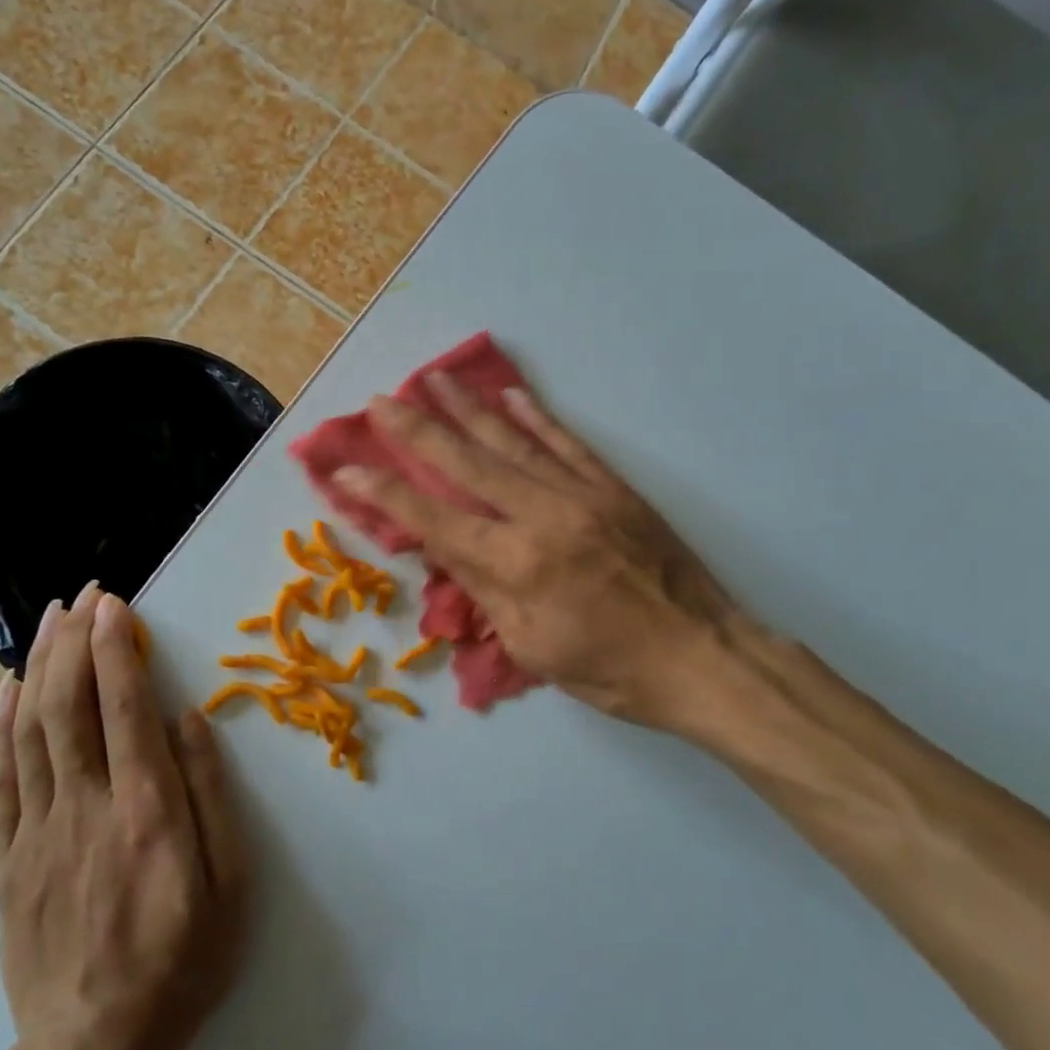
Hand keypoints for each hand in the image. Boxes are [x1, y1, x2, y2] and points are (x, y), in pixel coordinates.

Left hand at [0, 587, 247, 1049]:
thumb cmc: (183, 959)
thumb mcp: (232, 882)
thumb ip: (211, 794)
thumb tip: (189, 719)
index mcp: (146, 809)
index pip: (125, 706)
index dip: (117, 647)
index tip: (116, 603)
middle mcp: (87, 805)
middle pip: (70, 705)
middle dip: (75, 640)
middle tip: (84, 595)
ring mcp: (38, 831)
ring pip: (31, 731)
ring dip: (39, 665)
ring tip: (49, 620)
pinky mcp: (7, 860)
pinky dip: (0, 726)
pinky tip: (5, 689)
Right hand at [335, 376, 764, 732]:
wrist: (703, 657)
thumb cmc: (612, 671)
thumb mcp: (533, 647)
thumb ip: (486, 589)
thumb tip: (446, 545)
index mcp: (516, 565)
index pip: (433, 519)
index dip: (384, 493)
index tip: (345, 468)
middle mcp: (541, 516)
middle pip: (466, 463)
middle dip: (417, 430)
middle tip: (381, 400)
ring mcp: (581, 494)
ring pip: (513, 441)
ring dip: (469, 408)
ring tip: (434, 378)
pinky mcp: (613, 487)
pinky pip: (567, 442)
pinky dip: (536, 416)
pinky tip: (510, 396)